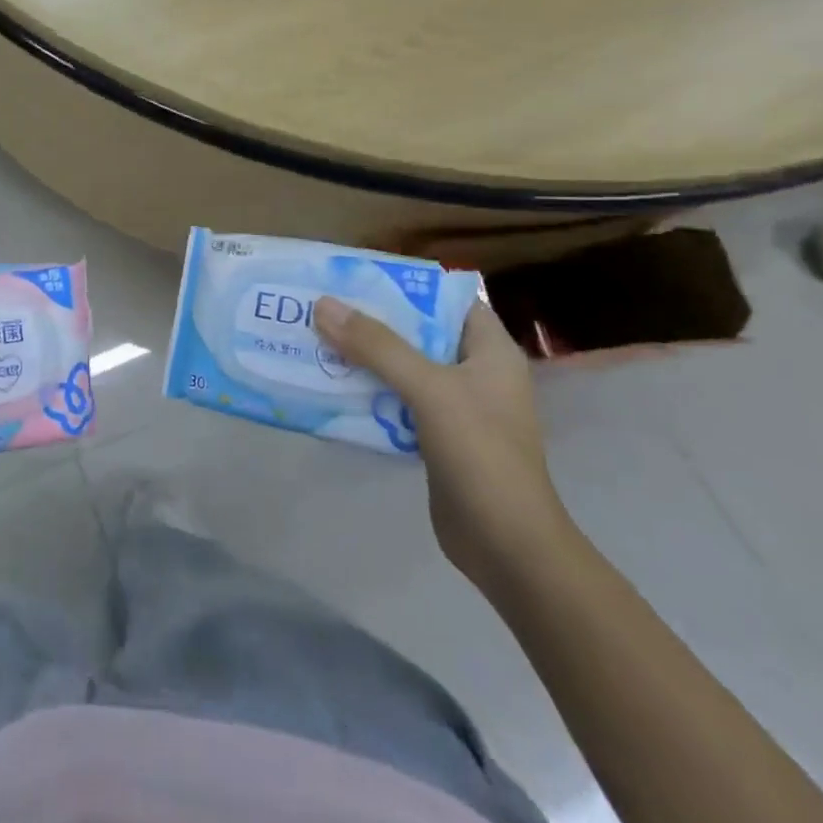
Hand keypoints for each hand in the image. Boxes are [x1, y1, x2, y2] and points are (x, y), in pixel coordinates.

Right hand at [313, 295, 574, 591]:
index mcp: (489, 350)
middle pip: (417, 332)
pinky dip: (367, 391)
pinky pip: (395, 400)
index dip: (405, 284)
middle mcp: (474, 371)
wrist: (507, 546)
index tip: (356, 276)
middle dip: (371, 320)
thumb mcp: (429, 389)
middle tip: (322, 306)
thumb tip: (323, 305)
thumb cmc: (481, 454)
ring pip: (402, 367)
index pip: (448, 298)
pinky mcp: (436, 436)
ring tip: (315, 339)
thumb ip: (377, 346)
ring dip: (363, 356)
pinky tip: (331, 385)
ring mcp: (456, 406)